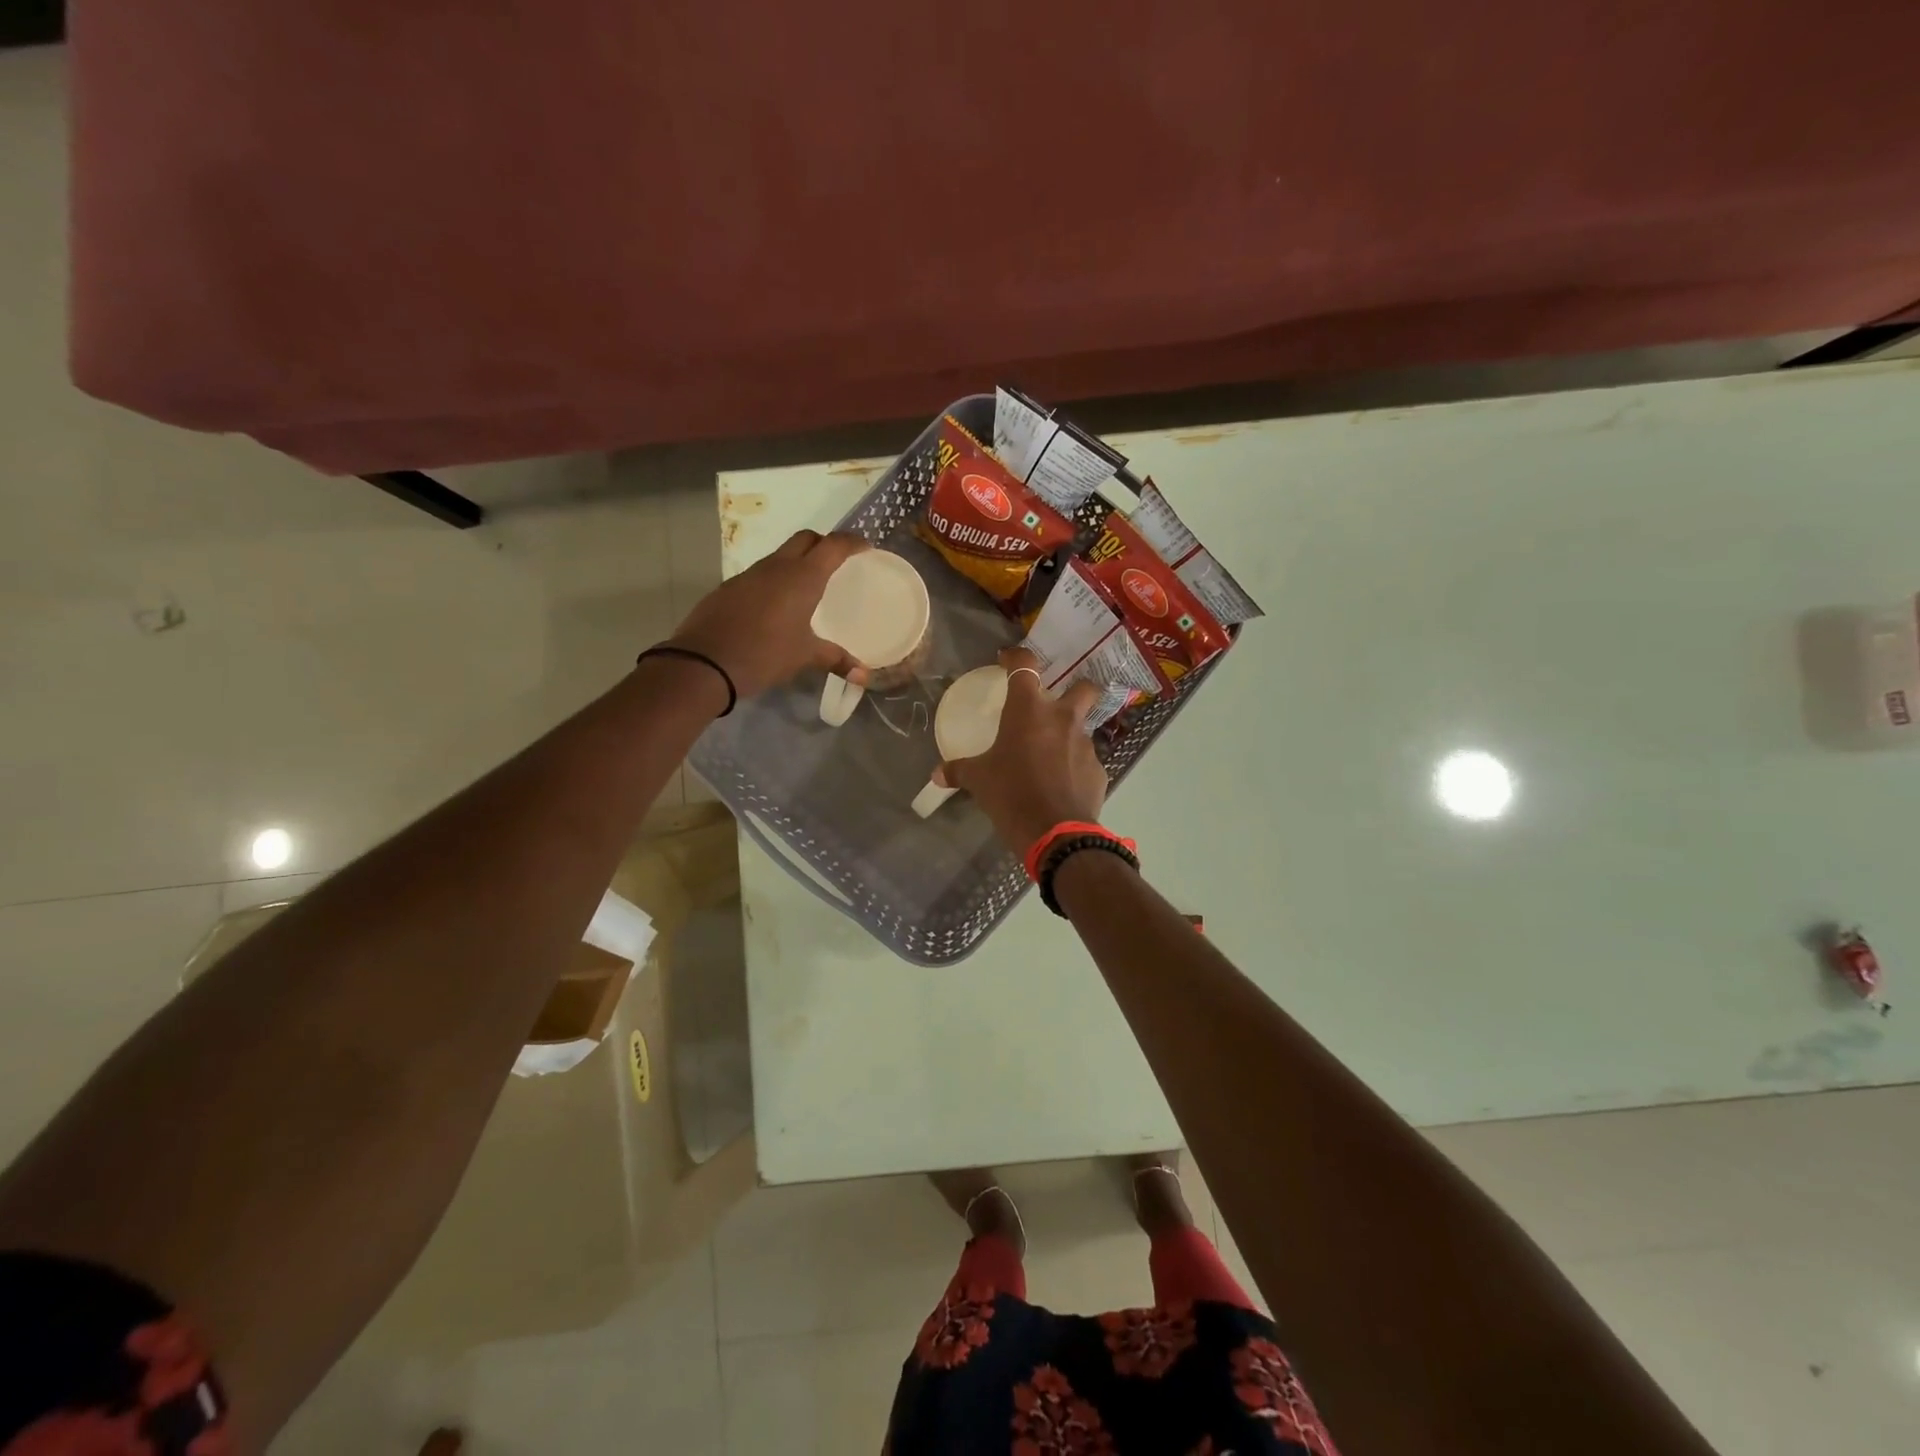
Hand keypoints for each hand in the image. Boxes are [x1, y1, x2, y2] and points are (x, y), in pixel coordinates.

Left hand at [667, 530, 869, 698]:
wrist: (704, 663)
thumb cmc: (764, 654)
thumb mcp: (804, 657)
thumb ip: (835, 659)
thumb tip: (864, 676)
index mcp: (802, 577)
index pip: (833, 545)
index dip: (852, 542)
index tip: (865, 547)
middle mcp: (776, 567)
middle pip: (805, 539)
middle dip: (823, 544)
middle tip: (836, 563)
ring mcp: (749, 575)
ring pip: (780, 556)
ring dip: (796, 563)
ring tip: (807, 588)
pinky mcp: (729, 588)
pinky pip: (759, 575)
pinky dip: (774, 581)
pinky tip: (775, 607)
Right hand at [935, 646, 1108, 852]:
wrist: (1055, 833)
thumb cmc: (1011, 794)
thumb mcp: (979, 780)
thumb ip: (959, 770)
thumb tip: (936, 775)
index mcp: (1029, 710)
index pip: (1025, 666)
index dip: (1017, 657)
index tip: (1007, 659)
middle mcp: (1062, 719)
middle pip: (1083, 687)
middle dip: (1075, 689)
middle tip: (1056, 705)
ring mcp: (1085, 744)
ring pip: (1083, 728)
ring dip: (1069, 736)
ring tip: (1051, 757)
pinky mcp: (1098, 771)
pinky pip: (1086, 762)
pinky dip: (1075, 768)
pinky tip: (1061, 786)